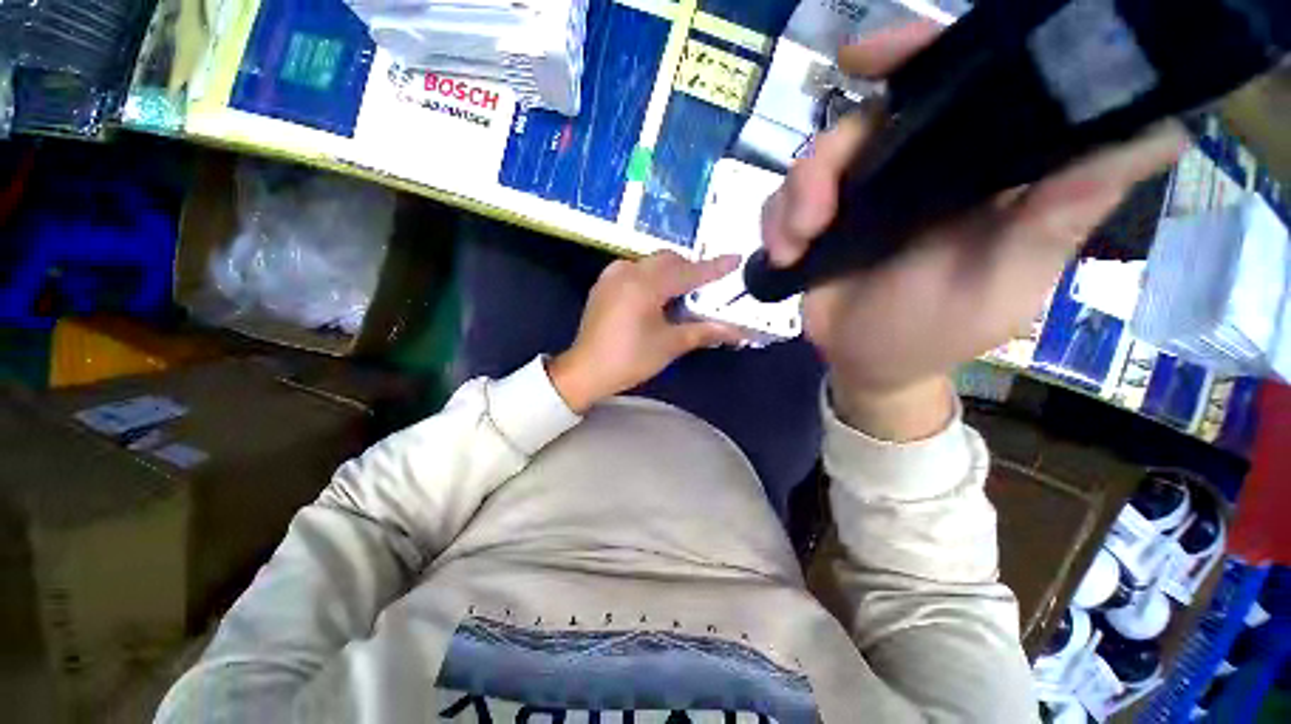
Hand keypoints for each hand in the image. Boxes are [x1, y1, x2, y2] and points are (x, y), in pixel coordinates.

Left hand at [549, 252, 745, 412]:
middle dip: (689, 269)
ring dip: (670, 272)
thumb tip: (738, 331)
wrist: (585, 371)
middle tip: (704, 288)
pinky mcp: (603, 284)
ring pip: (650, 262)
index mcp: (645, 285)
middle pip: (668, 260)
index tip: (735, 258)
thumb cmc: (629, 359)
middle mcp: (628, 271)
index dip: (713, 267)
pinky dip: (651, 276)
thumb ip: (704, 331)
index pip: (687, 272)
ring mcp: (612, 275)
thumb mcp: (669, 345)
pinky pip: (634, 269)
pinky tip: (655, 296)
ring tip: (680, 294)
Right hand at [762, 22, 1185, 439]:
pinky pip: (780, 202)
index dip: (913, 56)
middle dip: (826, 159)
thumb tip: (1158, 131)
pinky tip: (783, 255)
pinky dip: (774, 224)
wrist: (868, 363)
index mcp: (971, 169)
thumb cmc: (938, 331)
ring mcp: (855, 198)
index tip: (866, 58)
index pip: (952, 86)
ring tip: (795, 245)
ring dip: (793, 201)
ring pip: (810, 163)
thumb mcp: (1006, 281)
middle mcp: (911, 170)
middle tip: (813, 212)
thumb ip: (1060, 215)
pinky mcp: (814, 224)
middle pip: (860, 122)